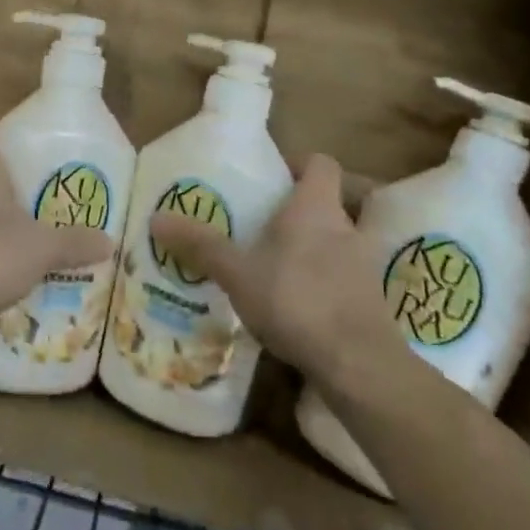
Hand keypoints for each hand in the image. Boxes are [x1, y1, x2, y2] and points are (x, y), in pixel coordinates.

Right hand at [148, 154, 411, 392]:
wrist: (359, 365)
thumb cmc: (296, 300)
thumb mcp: (238, 273)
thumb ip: (201, 245)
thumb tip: (157, 218)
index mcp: (316, 207)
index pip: (321, 163)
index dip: (299, 164)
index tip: (273, 177)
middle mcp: (347, 228)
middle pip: (330, 204)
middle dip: (302, 212)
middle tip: (268, 226)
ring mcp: (365, 267)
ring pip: (339, 243)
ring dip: (316, 250)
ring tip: (280, 268)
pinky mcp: (372, 303)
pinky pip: (346, 280)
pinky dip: (327, 285)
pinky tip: (301, 307)